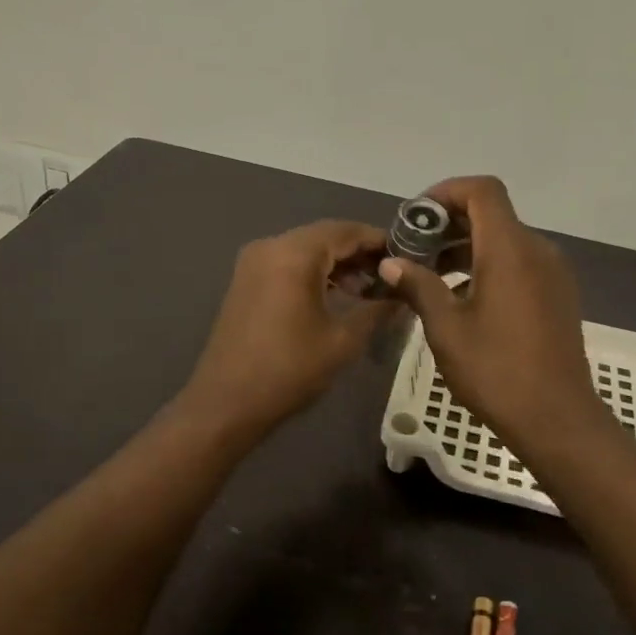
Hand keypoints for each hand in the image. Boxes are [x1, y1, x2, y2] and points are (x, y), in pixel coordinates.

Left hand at [182, 220, 399, 436]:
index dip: (380, 241)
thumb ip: (377, 311)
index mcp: (295, 254)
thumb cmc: (289, 370)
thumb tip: (403, 296)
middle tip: (393, 276)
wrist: (226, 403)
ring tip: (369, 291)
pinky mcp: (246, 280)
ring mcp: (254, 262)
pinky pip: (288, 263)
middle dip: (360, 253)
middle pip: (325, 236)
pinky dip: (314, 272)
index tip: (409, 257)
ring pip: (306, 249)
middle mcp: (271, 246)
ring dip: (338, 263)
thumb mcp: (343, 341)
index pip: (347, 231)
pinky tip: (338, 296)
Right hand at [377, 177, 606, 456]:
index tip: (416, 218)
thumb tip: (391, 263)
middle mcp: (537, 250)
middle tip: (413, 250)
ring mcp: (552, 273)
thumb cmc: (496, 370)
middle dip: (449, 224)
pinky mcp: (557, 295)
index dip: (447, 192)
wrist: (557, 418)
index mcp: (510, 249)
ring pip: (505, 240)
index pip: (482, 191)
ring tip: (430, 277)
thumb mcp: (446, 328)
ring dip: (466, 247)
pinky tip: (462, 298)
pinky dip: (488, 266)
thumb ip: (418, 285)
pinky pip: (519, 263)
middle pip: (492, 214)